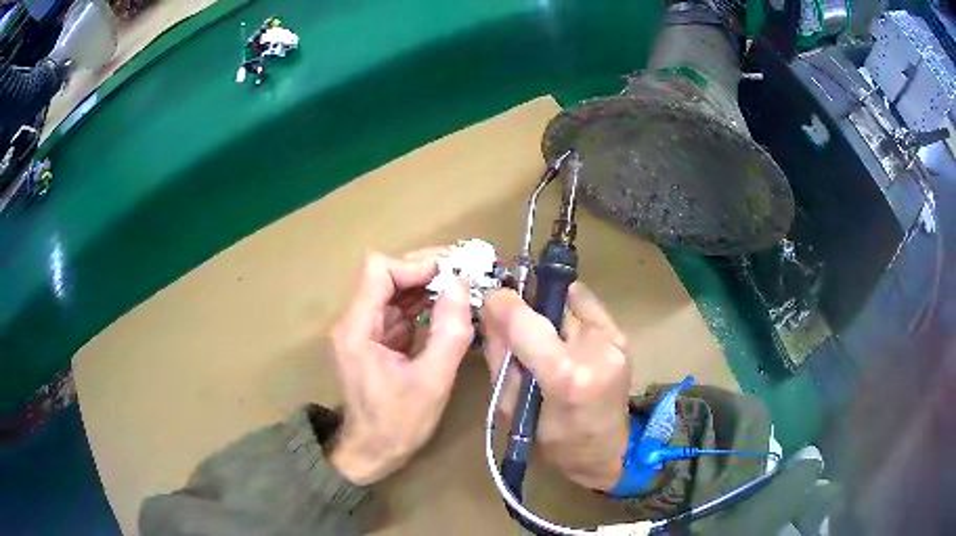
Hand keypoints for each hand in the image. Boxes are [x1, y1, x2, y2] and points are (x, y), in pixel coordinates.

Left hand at [328, 249, 473, 484]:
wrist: (371, 452)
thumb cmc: (398, 424)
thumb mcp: (432, 382)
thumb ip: (449, 332)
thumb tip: (461, 285)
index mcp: (357, 329)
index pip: (378, 270)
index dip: (415, 264)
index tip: (451, 273)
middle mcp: (354, 321)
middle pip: (385, 275)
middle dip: (425, 269)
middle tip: (465, 272)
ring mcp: (363, 330)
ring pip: (393, 290)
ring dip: (426, 285)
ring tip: (463, 286)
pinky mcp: (374, 339)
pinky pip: (398, 310)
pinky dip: (422, 304)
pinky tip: (448, 308)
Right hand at [481, 282, 631, 490]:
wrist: (606, 452)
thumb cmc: (552, 442)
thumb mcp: (511, 407)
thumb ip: (500, 356)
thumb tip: (489, 311)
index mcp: (565, 375)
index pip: (525, 321)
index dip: (502, 303)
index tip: (490, 300)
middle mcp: (595, 350)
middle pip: (548, 305)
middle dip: (526, 309)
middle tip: (513, 324)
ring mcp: (614, 341)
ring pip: (568, 303)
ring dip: (548, 314)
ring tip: (544, 340)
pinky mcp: (623, 338)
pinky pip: (587, 307)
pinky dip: (569, 315)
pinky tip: (564, 336)